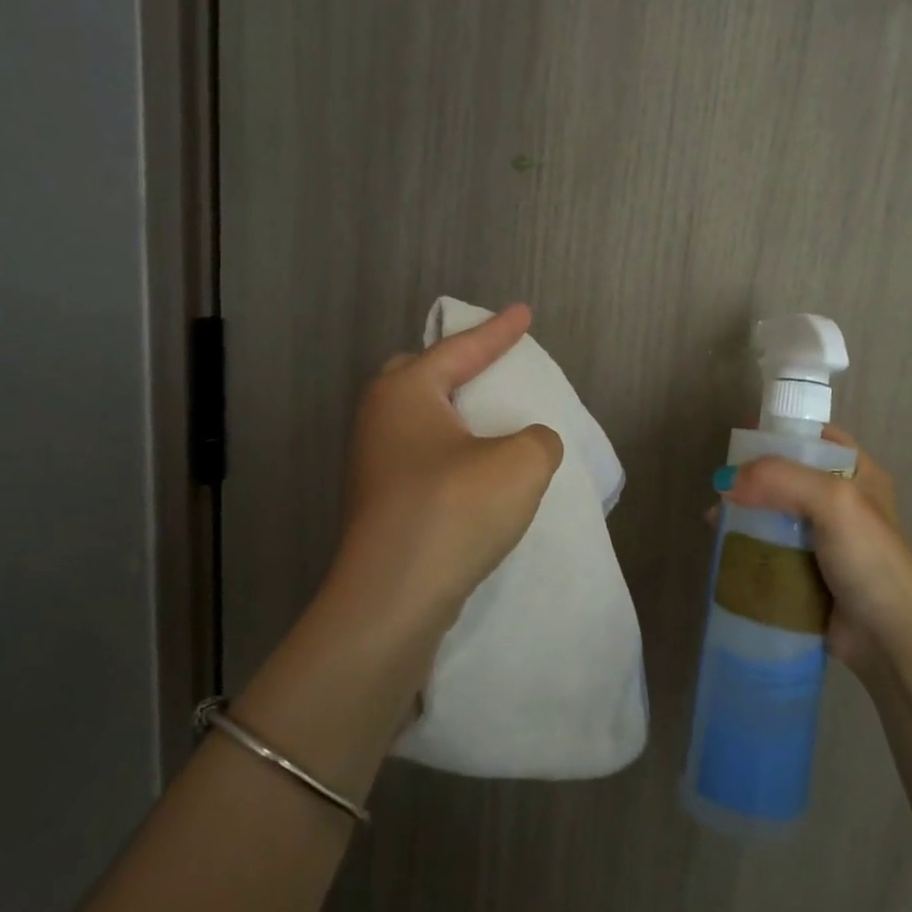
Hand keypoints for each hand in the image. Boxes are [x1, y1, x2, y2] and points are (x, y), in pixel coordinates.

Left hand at [337, 304, 564, 618]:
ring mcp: (373, 466)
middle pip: (419, 376)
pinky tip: (476, 476)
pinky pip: (421, 459)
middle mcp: (380, 421)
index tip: (524, 313)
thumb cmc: (454, 510)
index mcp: (406, 392)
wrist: (392, 599)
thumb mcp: (521, 463)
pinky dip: (451, 455)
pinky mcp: (379, 505)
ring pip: (418, 422)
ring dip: (454, 418)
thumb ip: (538, 440)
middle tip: (488, 368)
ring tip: (490, 424)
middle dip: (456, 368)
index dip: (499, 332)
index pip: (460, 349)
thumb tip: (528, 446)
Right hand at [722, 427, 911, 677]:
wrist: (890, 637)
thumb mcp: (833, 501)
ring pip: (774, 515)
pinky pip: (770, 551)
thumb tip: (725, 481)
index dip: (781, 432)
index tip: (742, 436)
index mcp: (858, 475)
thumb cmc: (869, 558)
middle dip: (752, 479)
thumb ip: (779, 478)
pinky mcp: (807, 574)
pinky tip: (724, 550)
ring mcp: (824, 541)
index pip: (816, 438)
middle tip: (721, 486)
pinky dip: (748, 548)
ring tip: (715, 521)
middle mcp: (841, 503)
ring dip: (745, 515)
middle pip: (787, 477)